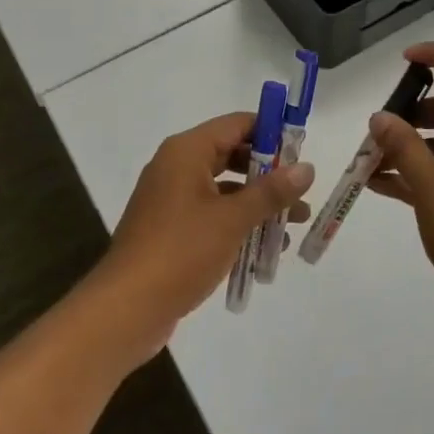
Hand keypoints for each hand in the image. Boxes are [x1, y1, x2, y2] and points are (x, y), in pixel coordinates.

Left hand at [88, 112, 313, 364]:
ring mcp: (171, 199)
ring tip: (295, 224)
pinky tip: (265, 249)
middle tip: (301, 191)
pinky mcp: (171, 229)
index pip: (237, 124)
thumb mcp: (233, 219)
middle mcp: (177, 166)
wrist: (126, 309)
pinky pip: (212, 214)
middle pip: (232, 155)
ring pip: (224, 189)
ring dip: (258, 203)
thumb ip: (271, 191)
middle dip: (269, 174)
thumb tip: (308, 167)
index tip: (302, 152)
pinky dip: (237, 223)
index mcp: (187, 151)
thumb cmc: (181, 251)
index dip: (271, 133)